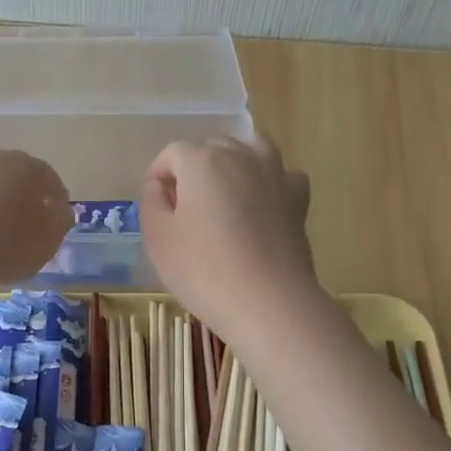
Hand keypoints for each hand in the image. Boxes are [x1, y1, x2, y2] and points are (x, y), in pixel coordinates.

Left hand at [0, 149, 71, 285]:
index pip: (47, 176)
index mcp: (22, 167)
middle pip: (9, 174)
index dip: (55, 196)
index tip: (57, 216)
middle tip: (21, 221)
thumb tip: (58, 210)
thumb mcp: (45, 243)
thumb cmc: (0, 246)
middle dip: (18, 194)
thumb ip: (58, 223)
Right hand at [141, 135, 318, 344]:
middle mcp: (242, 155)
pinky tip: (259, 205)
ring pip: (249, 150)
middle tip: (185, 209)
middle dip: (194, 169)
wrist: (268, 302)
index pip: (172, 154)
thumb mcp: (158, 239)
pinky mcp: (298, 198)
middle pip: (211, 148)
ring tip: (222, 199)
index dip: (158, 176)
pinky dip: (267, 182)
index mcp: (202, 160)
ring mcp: (275, 174)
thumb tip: (160, 186)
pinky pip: (280, 175)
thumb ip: (152, 203)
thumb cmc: (204, 271)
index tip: (156, 206)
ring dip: (232, 165)